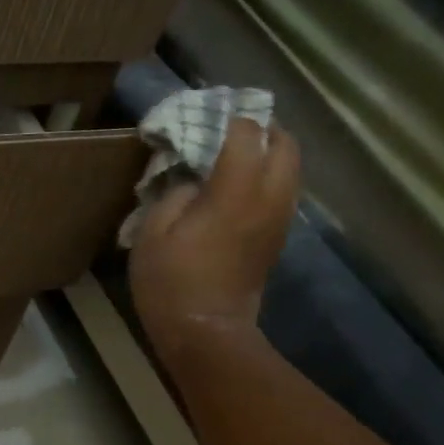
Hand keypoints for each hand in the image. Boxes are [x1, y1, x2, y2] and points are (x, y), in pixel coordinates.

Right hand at [128, 116, 300, 362]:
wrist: (205, 331)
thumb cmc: (170, 282)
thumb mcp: (152, 233)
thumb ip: (174, 194)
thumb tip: (193, 182)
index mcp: (236, 191)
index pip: (246, 134)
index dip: (230, 118)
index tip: (208, 113)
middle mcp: (269, 197)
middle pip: (284, 144)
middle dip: (263, 128)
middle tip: (232, 128)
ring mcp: (279, 218)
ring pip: (291, 167)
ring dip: (270, 152)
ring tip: (237, 154)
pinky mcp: (277, 237)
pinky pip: (284, 191)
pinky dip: (269, 177)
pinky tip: (240, 187)